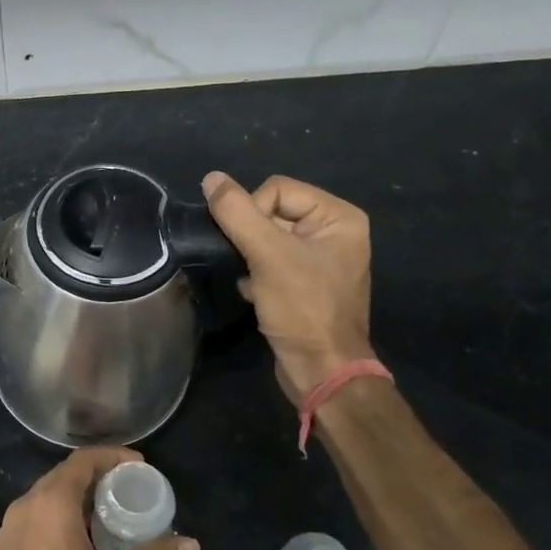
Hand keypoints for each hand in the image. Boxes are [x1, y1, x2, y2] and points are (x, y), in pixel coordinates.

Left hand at [0, 447, 199, 549]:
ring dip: (76, 499)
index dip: (112, 457)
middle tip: (129, 490)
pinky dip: (58, 518)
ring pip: (45, 499)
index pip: (82, 461)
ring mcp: (8, 531)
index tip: (140, 466)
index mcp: (50, 504)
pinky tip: (80, 540)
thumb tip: (192, 544)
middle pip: (62, 477)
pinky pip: (33, 520)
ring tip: (108, 514)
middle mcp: (23, 507)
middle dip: (96, 477)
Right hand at [203, 171, 373, 401]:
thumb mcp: (267, 255)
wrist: (321, 371)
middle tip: (250, 264)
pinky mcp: (304, 284)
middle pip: (272, 212)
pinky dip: (256, 275)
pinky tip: (256, 295)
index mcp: (338, 217)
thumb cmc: (302, 308)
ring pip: (266, 239)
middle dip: (251, 238)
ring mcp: (320, 260)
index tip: (250, 247)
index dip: (253, 212)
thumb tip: (211, 178)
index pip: (277, 189)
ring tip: (253, 281)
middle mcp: (334, 232)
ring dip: (251, 258)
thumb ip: (237, 213)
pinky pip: (270, 263)